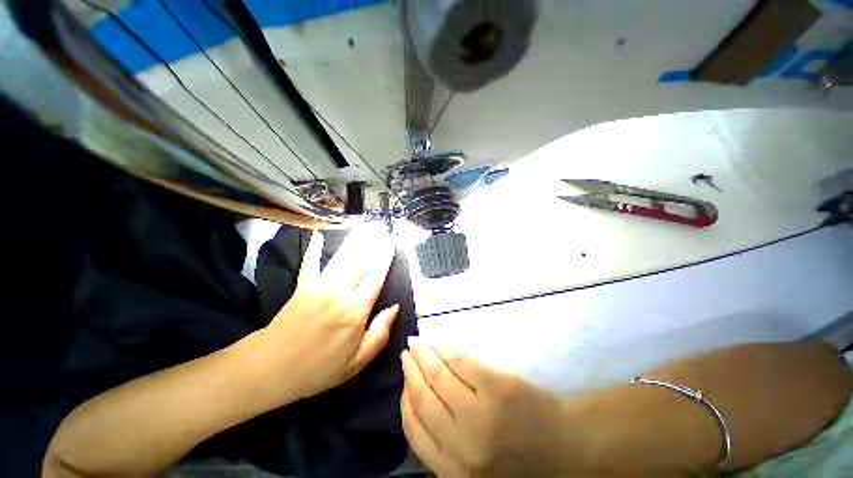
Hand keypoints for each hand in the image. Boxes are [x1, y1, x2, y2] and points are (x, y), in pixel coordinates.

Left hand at [254, 227, 398, 400]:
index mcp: (355, 311)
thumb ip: (379, 335)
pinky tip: (318, 234)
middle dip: (374, 245)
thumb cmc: (317, 369)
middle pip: (362, 263)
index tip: (392, 245)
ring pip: (342, 258)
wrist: (270, 370)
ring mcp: (320, 286)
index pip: (376, 278)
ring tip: (364, 228)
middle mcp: (340, 292)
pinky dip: (314, 248)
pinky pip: (310, 262)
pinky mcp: (303, 286)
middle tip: (383, 232)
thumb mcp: (356, 363)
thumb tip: (394, 308)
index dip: (386, 259)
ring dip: (355, 242)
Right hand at [401, 339, 585, 476]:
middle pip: (424, 399)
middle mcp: (463, 444)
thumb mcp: (475, 469)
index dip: (405, 402)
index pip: (416, 432)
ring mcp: (480, 412)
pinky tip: (438, 344)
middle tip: (406, 355)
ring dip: (423, 356)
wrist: (568, 448)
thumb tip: (418, 406)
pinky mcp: (497, 385)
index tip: (402, 384)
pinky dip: (445, 350)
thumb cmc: (522, 462)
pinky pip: (460, 361)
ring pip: (438, 376)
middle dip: (410, 373)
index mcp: (456, 472)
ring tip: (416, 344)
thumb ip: (445, 447)